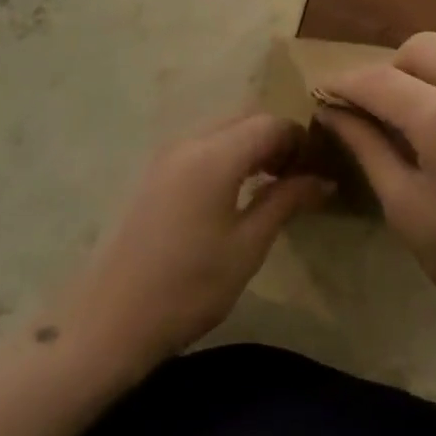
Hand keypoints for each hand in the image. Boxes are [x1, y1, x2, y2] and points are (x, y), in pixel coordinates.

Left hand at [43, 115, 331, 376]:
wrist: (112, 316)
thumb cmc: (189, 286)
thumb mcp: (247, 247)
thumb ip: (286, 201)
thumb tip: (323, 179)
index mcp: (214, 154)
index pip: (270, 124)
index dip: (299, 140)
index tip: (318, 170)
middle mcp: (188, 140)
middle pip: (245, 118)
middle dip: (276, 138)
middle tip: (297, 177)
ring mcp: (166, 153)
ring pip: (221, 128)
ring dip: (250, 144)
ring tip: (271, 184)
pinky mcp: (153, 170)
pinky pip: (201, 143)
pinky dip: (226, 152)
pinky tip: (235, 190)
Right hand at [320, 26, 435, 369]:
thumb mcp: (408, 211)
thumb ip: (367, 148)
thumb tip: (332, 109)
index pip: (378, 81)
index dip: (344, 84)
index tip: (327, 95)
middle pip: (421, 45)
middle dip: (390, 70)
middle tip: (384, 109)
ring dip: (433, 61)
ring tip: (429, 102)